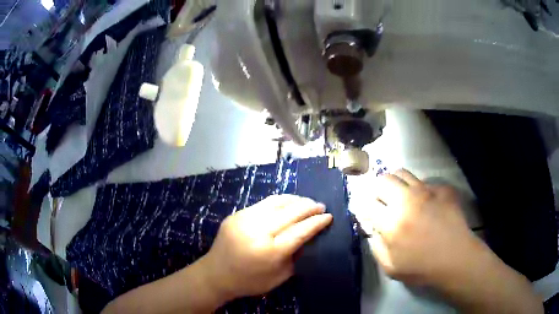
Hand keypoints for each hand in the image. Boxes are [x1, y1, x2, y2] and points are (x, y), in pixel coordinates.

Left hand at [201, 195, 332, 300]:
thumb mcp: (280, 277)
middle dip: (309, 207)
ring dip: (295, 200)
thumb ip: (296, 257)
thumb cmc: (250, 281)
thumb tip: (308, 237)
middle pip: (290, 213)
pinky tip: (287, 203)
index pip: (300, 231)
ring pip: (276, 202)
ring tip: (306, 201)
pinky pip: (263, 203)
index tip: (329, 216)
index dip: (316, 222)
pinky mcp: (236, 214)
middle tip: (321, 206)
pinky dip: (279, 202)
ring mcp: (244, 220)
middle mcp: (257, 231)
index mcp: (270, 252)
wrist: (215, 274)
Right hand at [367, 169, 478, 284]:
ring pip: (402, 172)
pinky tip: (424, 203)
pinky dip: (418, 190)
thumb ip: (376, 246)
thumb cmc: (422, 268)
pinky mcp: (441, 189)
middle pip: (382, 180)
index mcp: (392, 222)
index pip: (367, 202)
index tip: (367, 212)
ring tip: (400, 196)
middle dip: (377, 190)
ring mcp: (427, 191)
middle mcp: (407, 200)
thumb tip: (371, 228)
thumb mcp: (390, 267)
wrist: (456, 258)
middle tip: (382, 202)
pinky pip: (424, 182)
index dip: (363, 206)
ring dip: (396, 183)